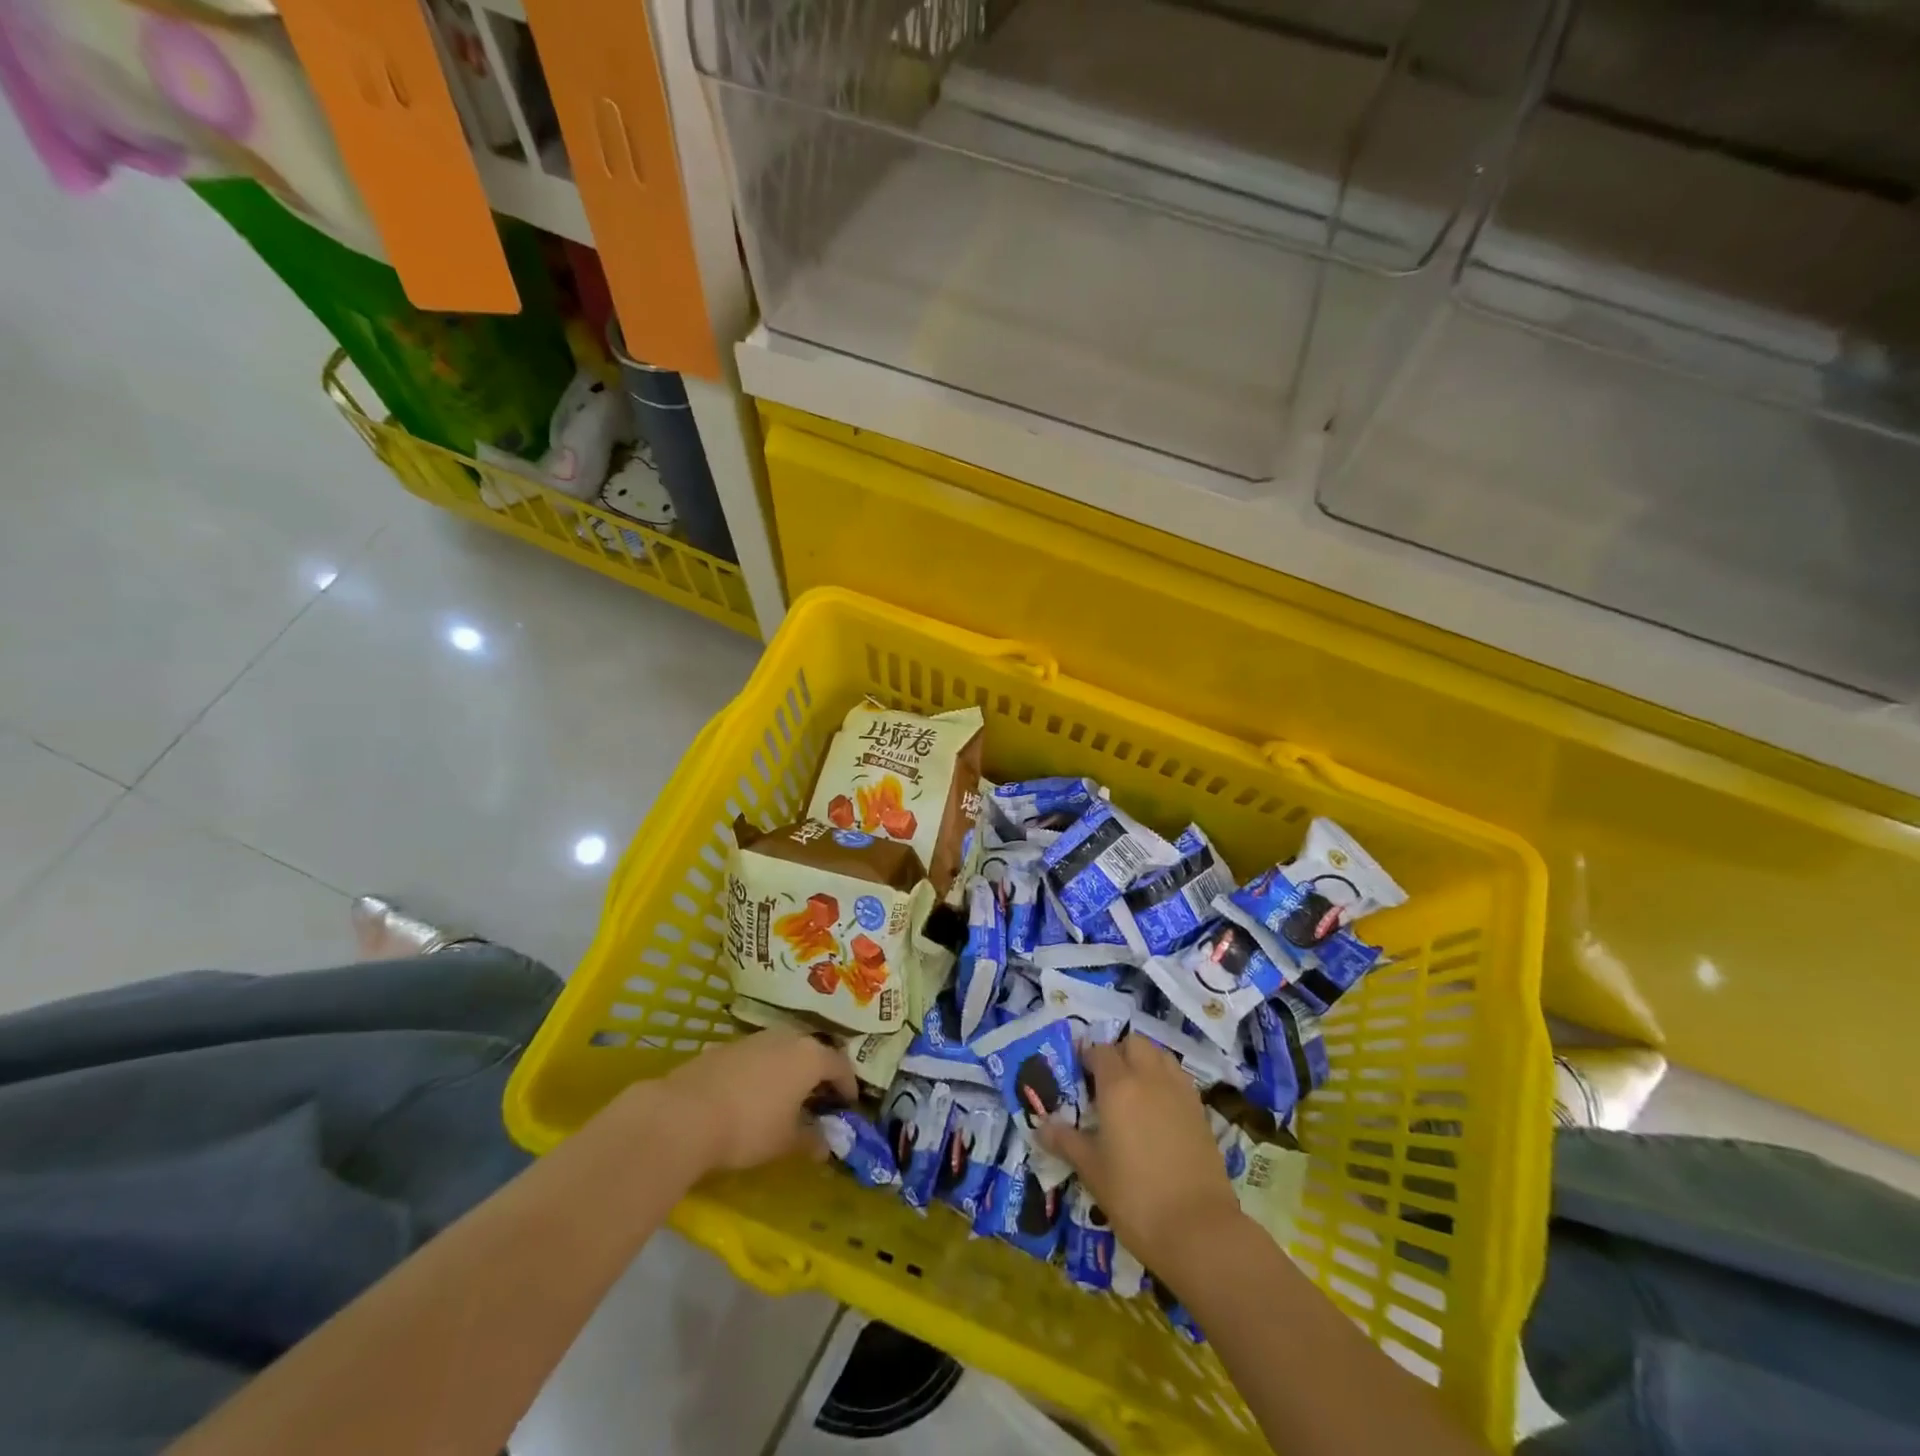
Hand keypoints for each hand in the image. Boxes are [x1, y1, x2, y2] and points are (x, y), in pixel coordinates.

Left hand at [653, 1030, 857, 1174]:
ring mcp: (754, 1038)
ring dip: (789, 1071)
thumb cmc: (749, 1127)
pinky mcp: (726, 1046)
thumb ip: (811, 1140)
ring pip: (782, 1050)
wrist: (685, 1114)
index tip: (848, 1107)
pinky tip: (751, 1096)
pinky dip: (762, 1072)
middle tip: (818, 1100)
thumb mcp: (786, 1142)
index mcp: (810, 1056)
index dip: (848, 1087)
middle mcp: (787, 1037)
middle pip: (812, 1052)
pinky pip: (756, 1056)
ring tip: (785, 1098)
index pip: (841, 1066)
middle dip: (818, 1075)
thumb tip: (826, 1144)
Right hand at [1037, 1037, 1243, 1272]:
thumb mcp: (1092, 1171)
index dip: (1087, 1058)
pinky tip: (1158, 1110)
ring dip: (1145, 1062)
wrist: (1199, 1229)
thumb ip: (1065, 1141)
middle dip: (1118, 1053)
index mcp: (1118, 1086)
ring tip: (1134, 1092)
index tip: (1078, 1075)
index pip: (1099, 1051)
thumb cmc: (1135, 1197)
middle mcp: (1150, 1078)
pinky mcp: (1200, 1111)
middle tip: (1106, 1082)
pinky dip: (1166, 1081)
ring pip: (1160, 1055)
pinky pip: (1179, 1078)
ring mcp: (1179, 1092)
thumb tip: (1040, 1126)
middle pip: (1134, 1043)